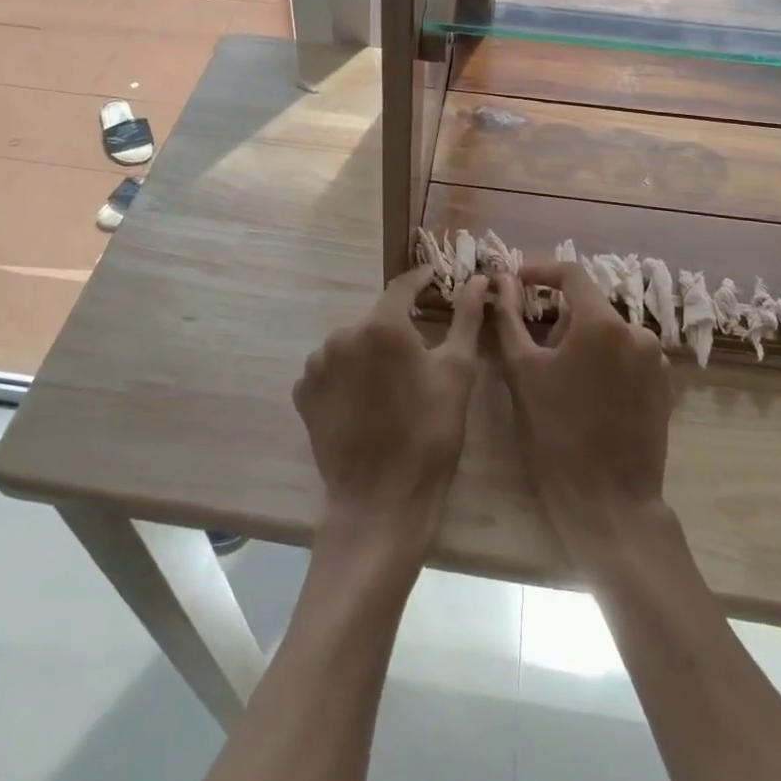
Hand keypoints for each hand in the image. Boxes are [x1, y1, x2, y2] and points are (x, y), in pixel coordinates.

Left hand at [294, 267, 487, 556]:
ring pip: (352, 343)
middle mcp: (342, 335)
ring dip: (371, 352)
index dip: (422, 281)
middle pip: (377, 318)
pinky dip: (348, 375)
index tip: (437, 280)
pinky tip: (366, 401)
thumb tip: (477, 279)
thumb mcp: (458, 371)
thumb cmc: (430, 433)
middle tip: (421, 350)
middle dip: (399, 326)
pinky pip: (331, 369)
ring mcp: (317, 364)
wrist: (381, 501)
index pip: (403, 286)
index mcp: (381, 325)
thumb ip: (466, 317)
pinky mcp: (304, 392)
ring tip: (393, 384)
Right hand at [494, 262, 674, 563]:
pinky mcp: (664, 385)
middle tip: (533, 349)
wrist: (609, 502)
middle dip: (559, 318)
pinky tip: (587, 395)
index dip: (541, 271)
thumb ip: (508, 318)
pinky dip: (604, 361)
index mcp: (602, 322)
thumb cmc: (556, 433)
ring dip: (582, 341)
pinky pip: (627, 356)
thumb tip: (499, 283)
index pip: (571, 274)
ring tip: (559, 379)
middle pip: (589, 305)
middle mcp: (637, 331)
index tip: (517, 281)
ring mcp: (656, 359)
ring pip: (608, 332)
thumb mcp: (521, 371)